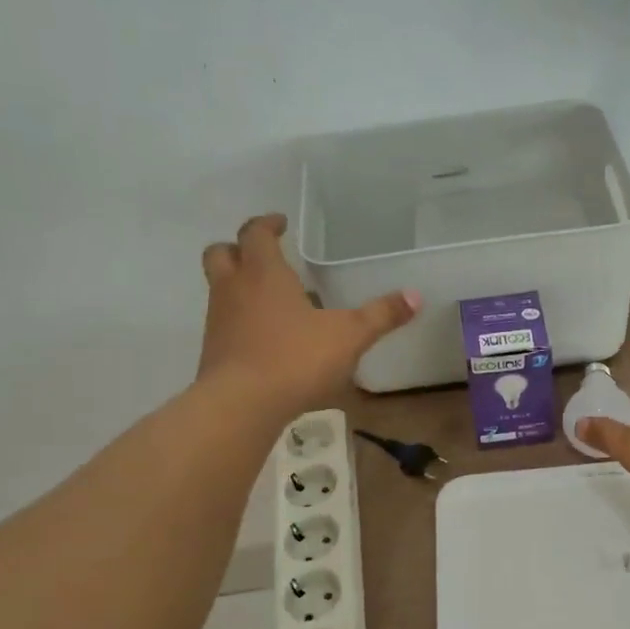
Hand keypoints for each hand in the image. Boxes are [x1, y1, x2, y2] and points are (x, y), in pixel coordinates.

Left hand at [197, 215, 418, 418]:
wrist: (241, 405)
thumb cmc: (295, 358)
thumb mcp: (349, 336)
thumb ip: (381, 315)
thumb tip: (415, 296)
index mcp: (264, 273)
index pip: (256, 233)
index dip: (267, 224)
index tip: (281, 223)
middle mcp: (234, 289)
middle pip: (221, 253)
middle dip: (238, 248)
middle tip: (264, 255)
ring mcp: (219, 320)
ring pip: (220, 289)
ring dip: (239, 285)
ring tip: (273, 300)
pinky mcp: (214, 351)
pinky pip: (225, 322)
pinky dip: (240, 320)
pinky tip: (267, 338)